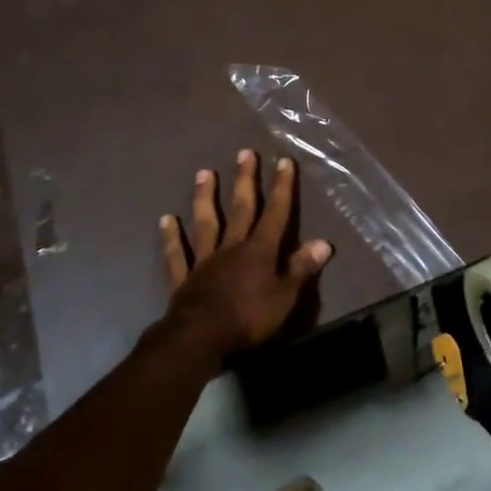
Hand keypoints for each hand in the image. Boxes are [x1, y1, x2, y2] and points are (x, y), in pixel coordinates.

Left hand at [159, 149, 332, 358]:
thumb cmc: (248, 318)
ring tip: (205, 173)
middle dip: (245, 180)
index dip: (281, 188)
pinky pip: (176, 255)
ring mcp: (204, 261)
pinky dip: (171, 238)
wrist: (199, 338)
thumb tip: (324, 242)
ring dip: (205, 198)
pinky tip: (165, 220)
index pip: (275, 214)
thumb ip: (301, 268)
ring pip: (205, 223)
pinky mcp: (183, 279)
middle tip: (244, 153)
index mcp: (259, 251)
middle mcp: (232, 248)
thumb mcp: (284, 297)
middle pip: (240, 209)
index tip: (284, 161)